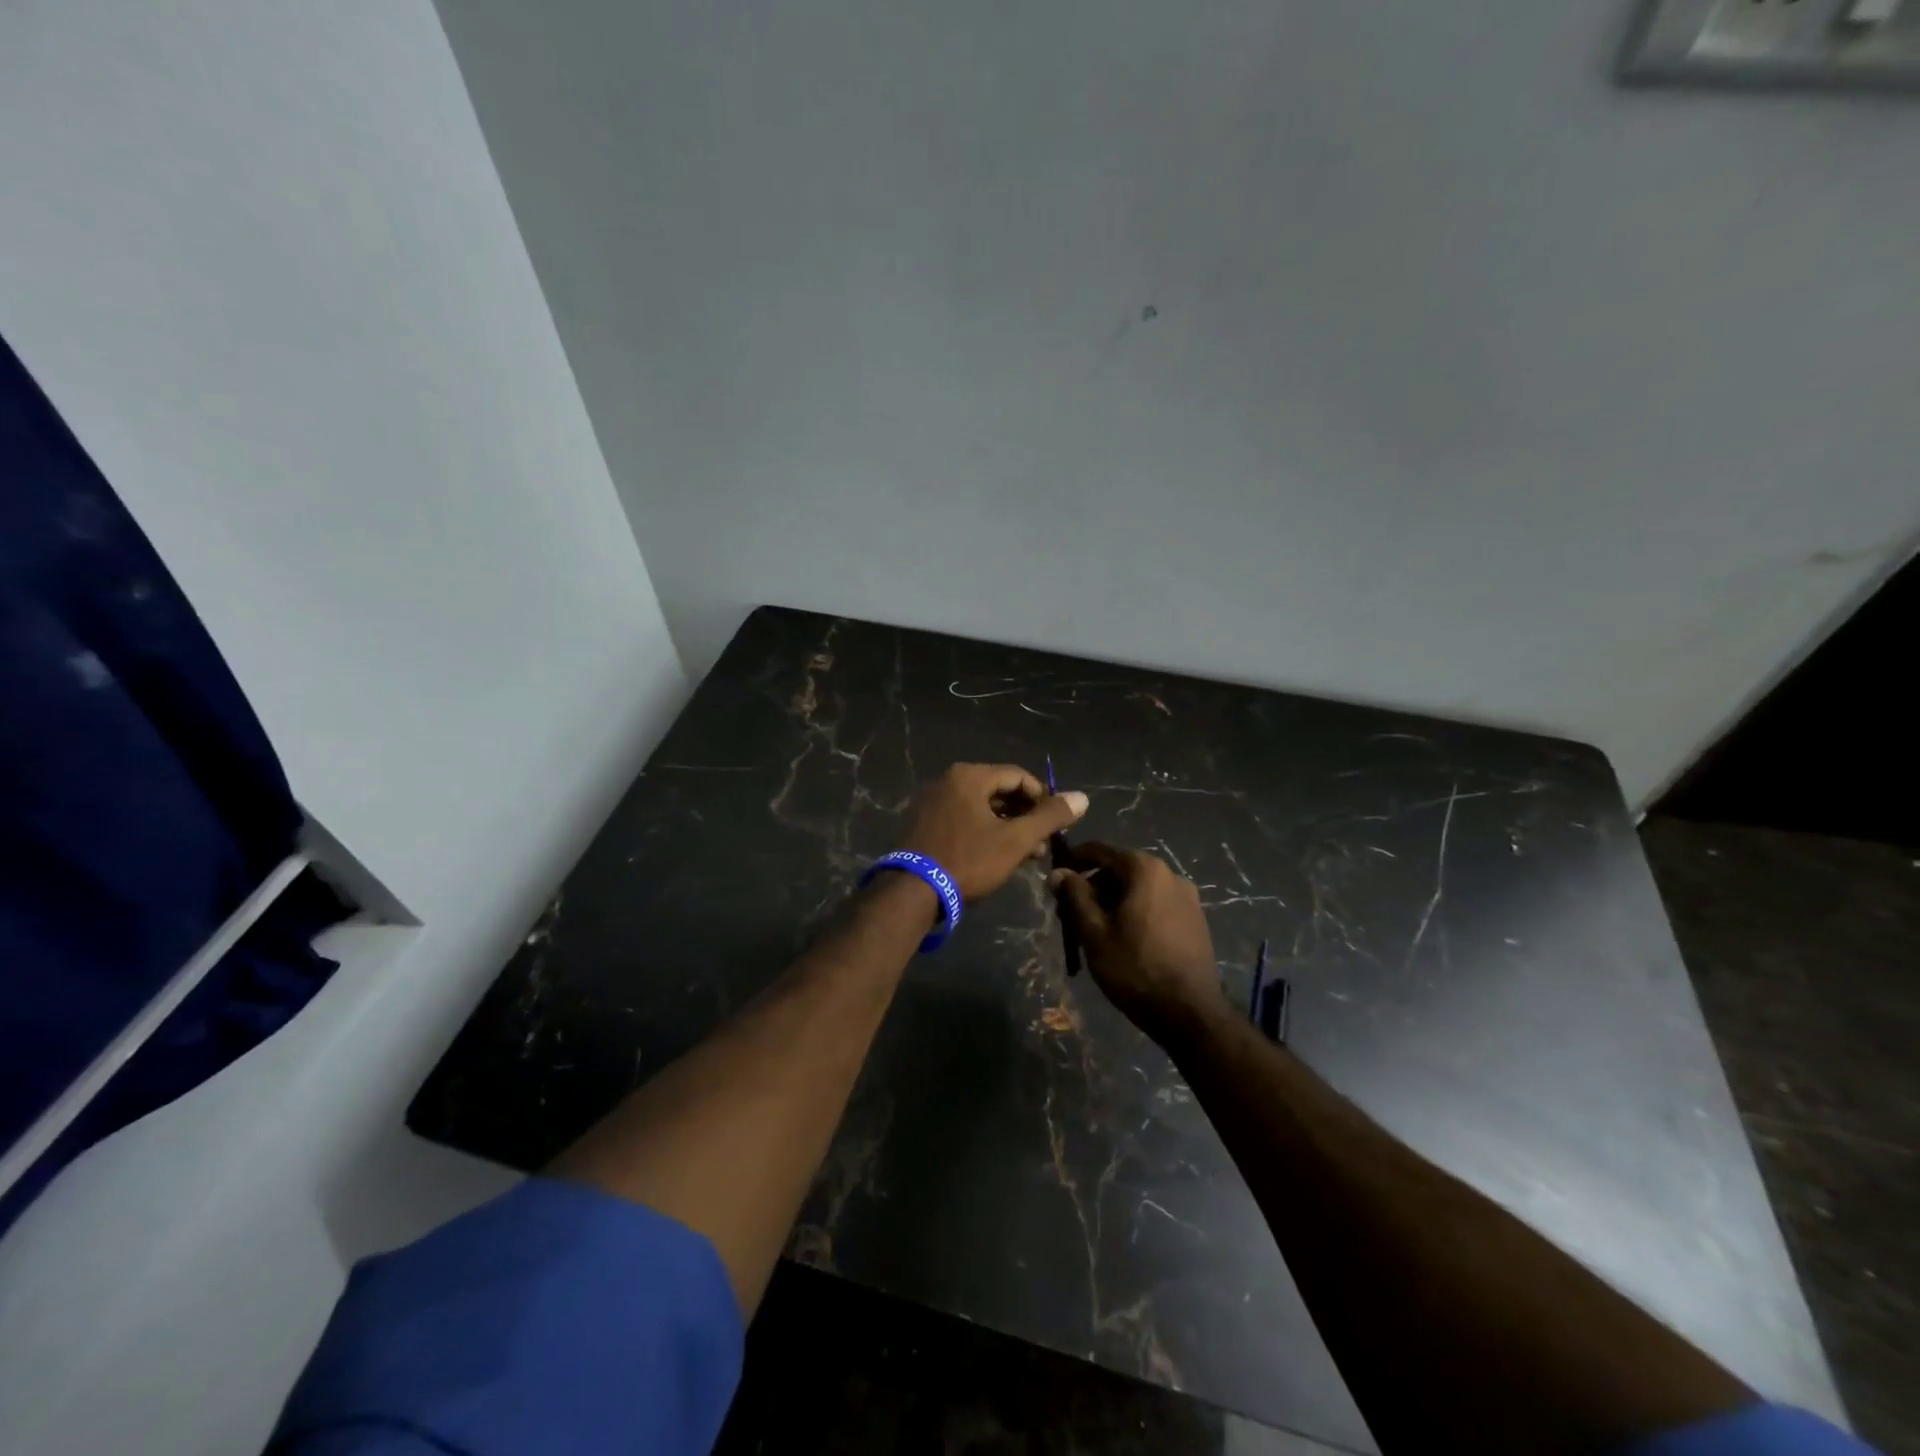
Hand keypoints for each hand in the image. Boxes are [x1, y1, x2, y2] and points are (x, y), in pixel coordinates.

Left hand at [902, 763, 1087, 901]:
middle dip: (1025, 816)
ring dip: (1007, 827)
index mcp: (970, 776)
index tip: (1056, 825)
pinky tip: (996, 855)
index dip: (1043, 799)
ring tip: (1025, 855)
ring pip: (982, 807)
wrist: (914, 891)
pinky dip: (984, 831)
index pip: (1019, 776)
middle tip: (1042, 845)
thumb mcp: (1016, 840)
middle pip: (1000, 790)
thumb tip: (1082, 797)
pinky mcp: (924, 822)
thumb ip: (1050, 817)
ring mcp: (933, 801)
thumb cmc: (969, 860)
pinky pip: (963, 817)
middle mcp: (949, 780)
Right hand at [1049, 842, 1223, 1041]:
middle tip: (1071, 914)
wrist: (1189, 1013)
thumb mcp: (1094, 932)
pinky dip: (1135, 912)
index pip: (1101, 851)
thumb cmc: (1134, 968)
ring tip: (1095, 931)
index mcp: (1145, 870)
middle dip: (1093, 887)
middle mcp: (1170, 874)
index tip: (1056, 878)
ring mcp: (1188, 898)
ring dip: (1114, 902)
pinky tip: (1124, 940)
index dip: (1074, 860)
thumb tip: (1058, 873)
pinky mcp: (1196, 920)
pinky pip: (1156, 904)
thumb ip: (1074, 896)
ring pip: (1139, 889)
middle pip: (1121, 870)